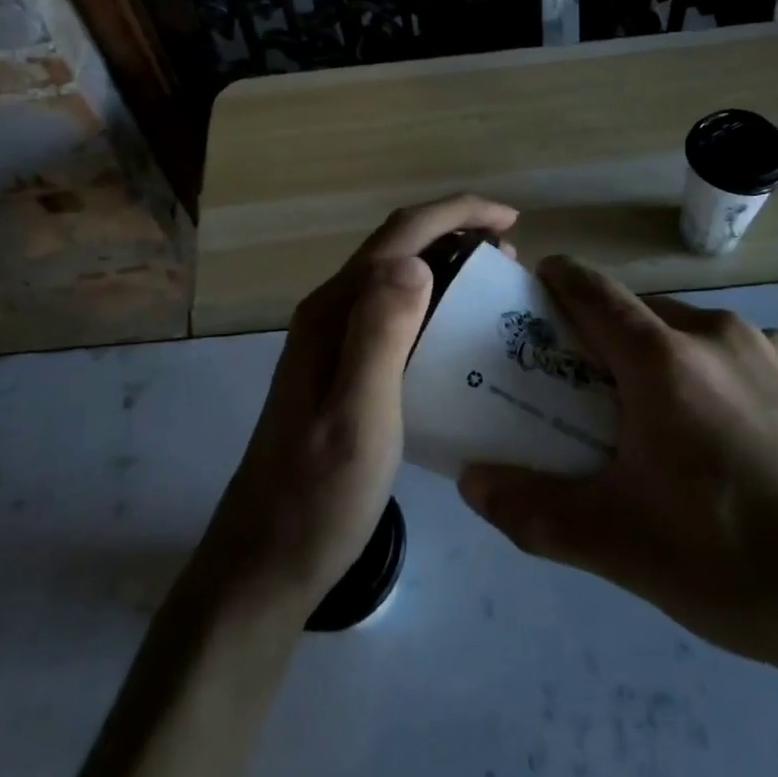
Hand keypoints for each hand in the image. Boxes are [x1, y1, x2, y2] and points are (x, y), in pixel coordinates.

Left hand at [187, 194, 519, 621]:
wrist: (266, 563)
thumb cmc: (318, 497)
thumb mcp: (357, 418)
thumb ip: (379, 335)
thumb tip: (414, 260)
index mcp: (333, 311)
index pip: (400, 235)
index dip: (457, 213)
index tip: (511, 220)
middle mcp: (329, 312)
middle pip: (398, 247)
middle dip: (457, 235)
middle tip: (512, 261)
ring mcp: (331, 341)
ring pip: (396, 278)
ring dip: (447, 266)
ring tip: (495, 288)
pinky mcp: (340, 368)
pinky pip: (395, 313)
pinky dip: (435, 303)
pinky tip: (459, 334)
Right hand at [457, 255, 777, 686]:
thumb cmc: (740, 563)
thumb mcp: (623, 548)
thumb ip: (535, 512)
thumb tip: (471, 482)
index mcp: (665, 360)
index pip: (594, 291)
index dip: (559, 279)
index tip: (538, 287)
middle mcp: (720, 335)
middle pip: (646, 313)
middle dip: (612, 337)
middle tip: (599, 390)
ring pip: (701, 335)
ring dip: (672, 360)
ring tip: (677, 428)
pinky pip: (753, 360)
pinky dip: (727, 379)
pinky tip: (750, 446)